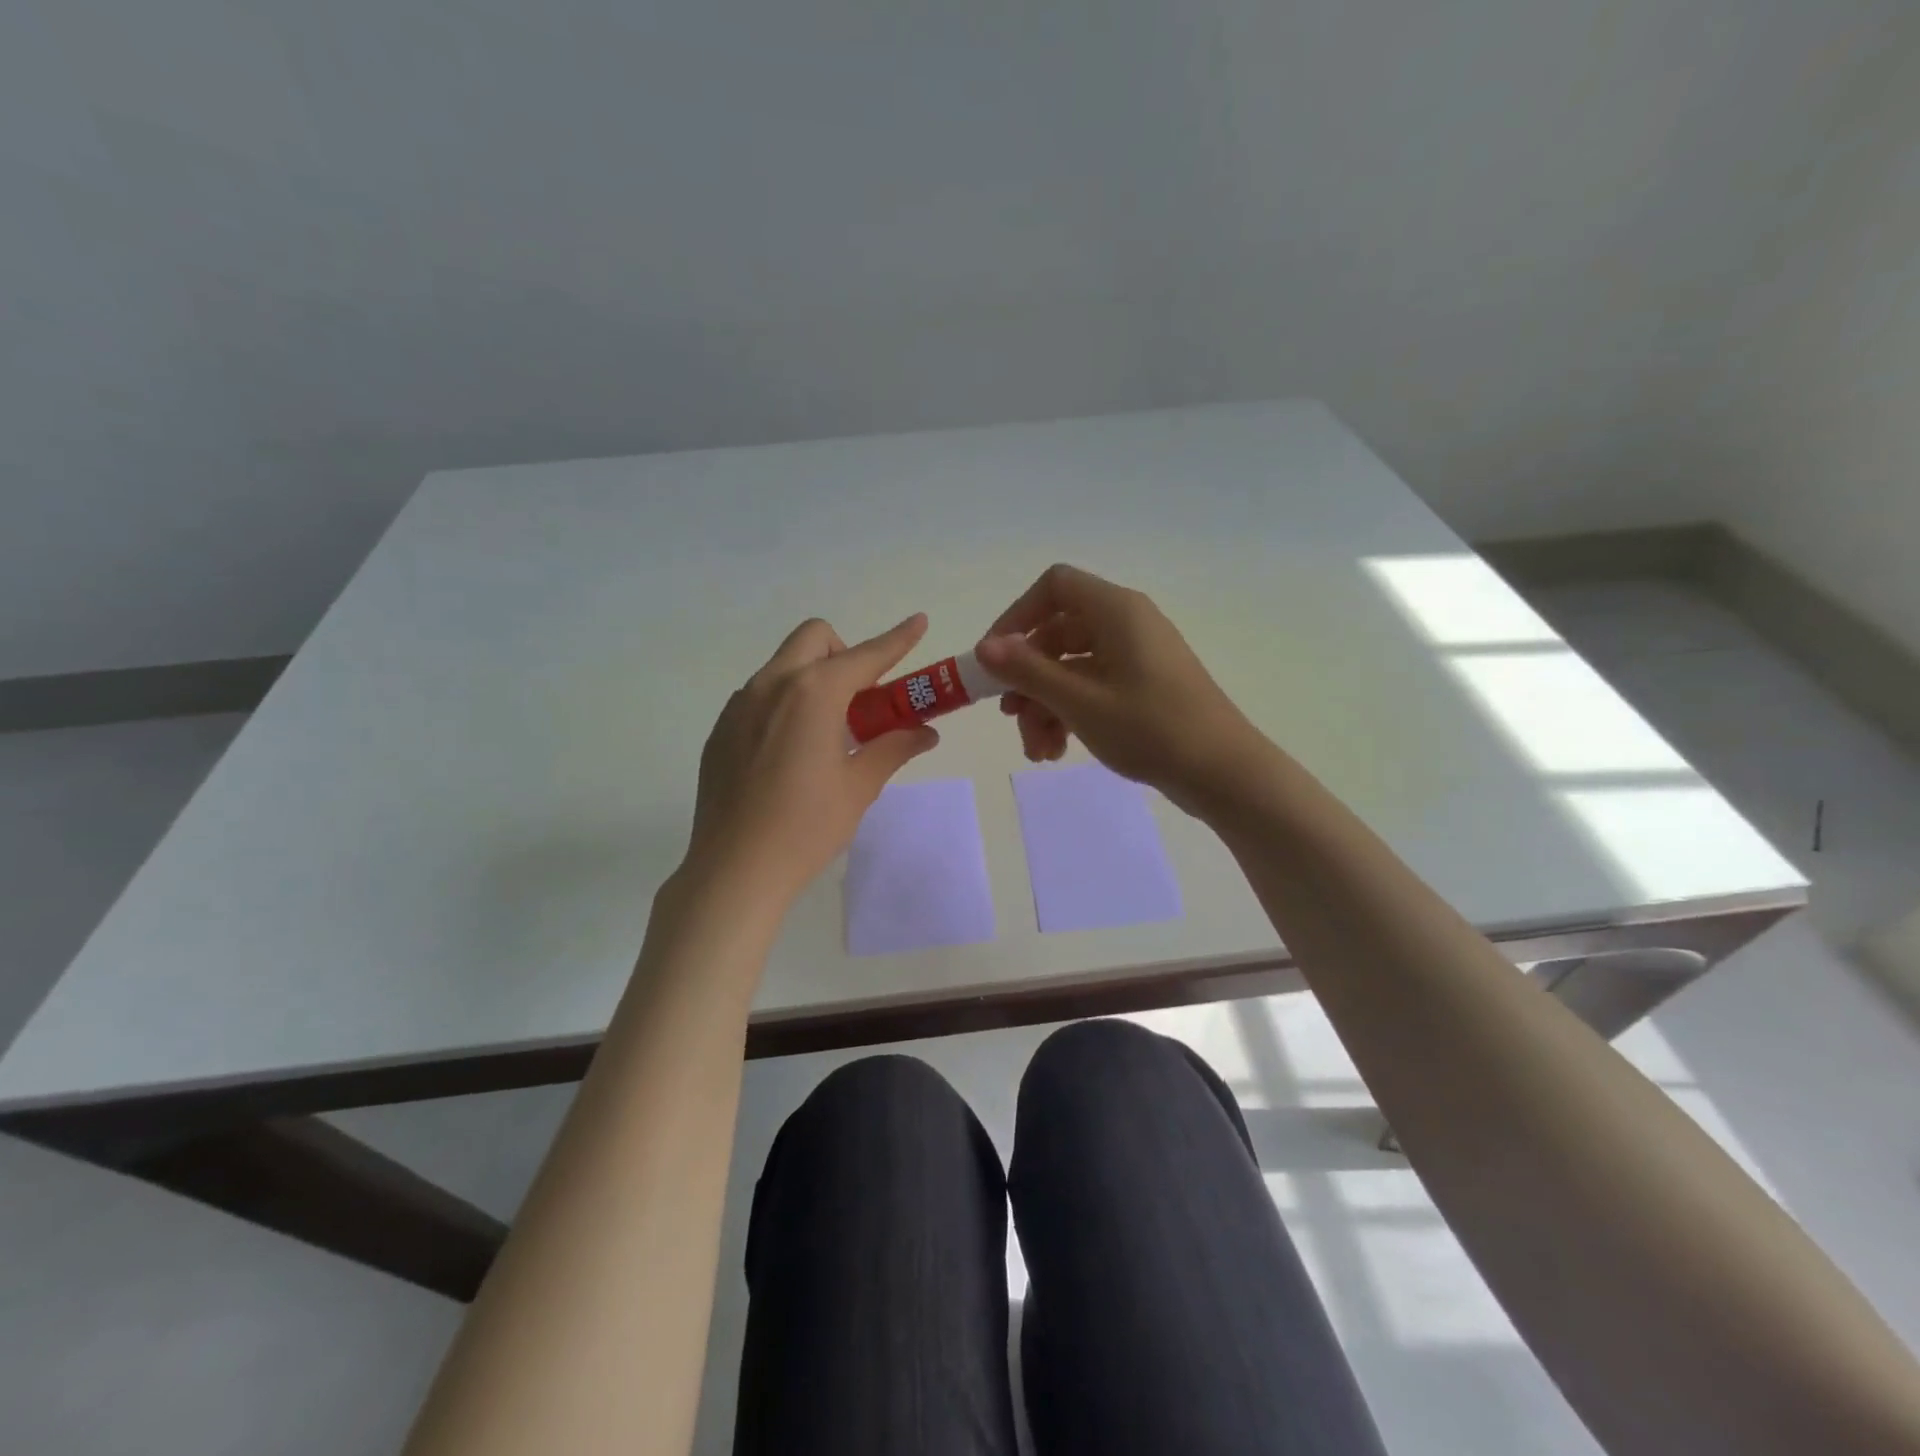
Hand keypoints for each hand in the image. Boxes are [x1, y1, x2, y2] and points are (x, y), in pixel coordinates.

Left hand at [685, 614, 938, 901]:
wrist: (734, 869)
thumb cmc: (806, 827)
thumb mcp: (859, 786)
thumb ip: (893, 747)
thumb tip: (924, 731)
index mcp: (813, 693)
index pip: (866, 655)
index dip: (897, 639)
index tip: (919, 622)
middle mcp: (771, 685)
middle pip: (814, 639)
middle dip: (845, 654)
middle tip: (862, 700)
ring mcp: (739, 705)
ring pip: (783, 665)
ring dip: (814, 678)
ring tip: (826, 732)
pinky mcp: (721, 729)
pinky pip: (760, 696)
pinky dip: (785, 703)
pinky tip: (790, 753)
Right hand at [975, 565, 1273, 816]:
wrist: (1223, 773)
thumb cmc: (1151, 728)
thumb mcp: (1080, 701)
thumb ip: (1028, 671)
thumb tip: (984, 647)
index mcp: (1116, 611)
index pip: (1054, 586)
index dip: (1017, 616)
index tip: (995, 658)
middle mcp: (1126, 624)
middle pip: (1057, 634)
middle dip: (1028, 678)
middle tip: (1009, 717)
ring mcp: (1136, 656)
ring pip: (1071, 667)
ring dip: (1045, 705)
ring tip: (1038, 751)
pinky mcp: (1143, 685)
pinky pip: (1093, 687)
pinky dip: (1070, 713)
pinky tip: (1057, 751)